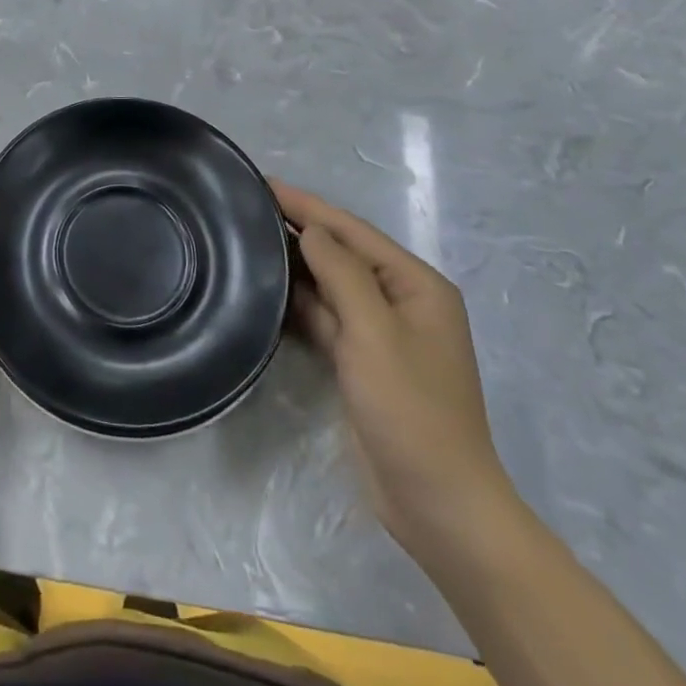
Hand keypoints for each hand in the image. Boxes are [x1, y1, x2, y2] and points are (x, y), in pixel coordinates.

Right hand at [275, 180, 517, 554]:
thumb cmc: (411, 409)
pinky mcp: (363, 361)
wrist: (438, 503)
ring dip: (296, 264)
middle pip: (342, 253)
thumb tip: (311, 229)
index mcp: (417, 285)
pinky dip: (300, 302)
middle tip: (248, 206)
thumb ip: (341, 273)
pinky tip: (267, 289)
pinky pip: (326, 317)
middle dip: (300, 229)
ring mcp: (382, 333)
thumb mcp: (375, 332)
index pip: (352, 231)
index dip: (307, 205)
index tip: (264, 182)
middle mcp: (401, 301)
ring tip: (249, 238)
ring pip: (331, 285)